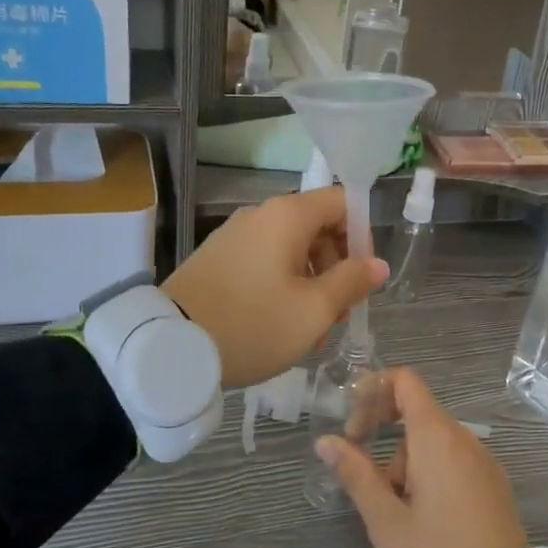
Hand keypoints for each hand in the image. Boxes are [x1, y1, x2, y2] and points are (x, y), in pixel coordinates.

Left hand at [162, 186, 387, 388]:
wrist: (170, 346)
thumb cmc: (253, 324)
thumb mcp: (314, 310)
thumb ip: (352, 282)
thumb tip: (377, 264)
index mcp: (287, 216)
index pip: (342, 201)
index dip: (362, 235)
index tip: (363, 276)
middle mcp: (260, 215)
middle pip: (317, 227)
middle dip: (336, 267)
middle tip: (337, 312)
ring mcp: (234, 236)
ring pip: (290, 249)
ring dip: (310, 284)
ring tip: (310, 330)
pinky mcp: (217, 258)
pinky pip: (263, 262)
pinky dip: (282, 286)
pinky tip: (279, 324)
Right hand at [316, 368, 529, 547]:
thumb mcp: (386, 521)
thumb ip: (356, 475)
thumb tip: (326, 441)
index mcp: (437, 437)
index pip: (406, 382)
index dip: (374, 389)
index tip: (353, 424)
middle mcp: (464, 439)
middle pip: (417, 414)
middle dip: (385, 438)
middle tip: (366, 478)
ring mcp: (483, 461)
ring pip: (434, 442)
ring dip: (407, 463)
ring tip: (398, 513)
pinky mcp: (494, 483)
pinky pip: (454, 460)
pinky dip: (431, 473)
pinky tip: (426, 517)